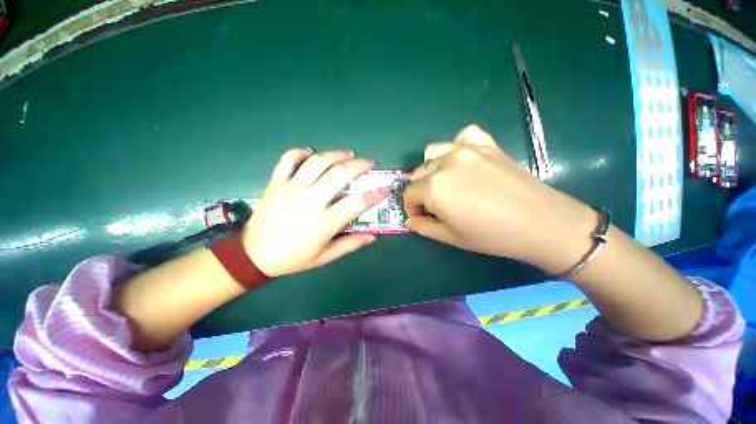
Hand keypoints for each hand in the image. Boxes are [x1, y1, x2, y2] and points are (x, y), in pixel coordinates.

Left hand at [242, 148, 389, 276]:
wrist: (254, 255)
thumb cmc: (293, 258)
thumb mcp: (325, 257)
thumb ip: (350, 244)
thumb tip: (373, 236)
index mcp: (324, 222)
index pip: (357, 203)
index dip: (375, 195)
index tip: (385, 189)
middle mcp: (310, 201)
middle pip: (340, 174)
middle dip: (359, 165)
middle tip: (369, 163)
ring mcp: (291, 188)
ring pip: (317, 162)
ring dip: (336, 154)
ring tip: (348, 154)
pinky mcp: (276, 183)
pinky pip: (288, 160)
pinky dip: (300, 152)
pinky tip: (311, 151)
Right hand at [403, 125, 595, 272]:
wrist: (541, 223)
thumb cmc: (491, 235)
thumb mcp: (450, 237)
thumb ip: (423, 227)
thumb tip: (411, 220)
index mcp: (433, 188)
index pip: (409, 193)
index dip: (412, 207)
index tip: (421, 217)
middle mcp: (445, 164)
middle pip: (419, 173)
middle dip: (421, 191)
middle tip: (435, 204)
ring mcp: (466, 150)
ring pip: (433, 152)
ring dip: (432, 168)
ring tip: (445, 182)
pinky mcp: (486, 144)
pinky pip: (463, 136)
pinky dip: (457, 146)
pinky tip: (464, 160)